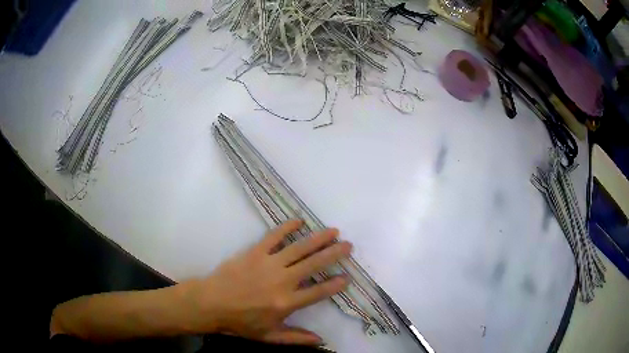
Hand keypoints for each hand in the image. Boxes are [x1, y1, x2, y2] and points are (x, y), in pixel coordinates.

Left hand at [181, 220, 351, 344]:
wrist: (212, 303)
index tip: (348, 277)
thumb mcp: (269, 336)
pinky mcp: (255, 252)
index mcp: (287, 303)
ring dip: (318, 239)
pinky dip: (287, 227)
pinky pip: (274, 237)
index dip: (335, 284)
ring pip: (299, 248)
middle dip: (334, 254)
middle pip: (314, 265)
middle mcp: (282, 281)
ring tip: (334, 231)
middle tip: (348, 246)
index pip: (318, 292)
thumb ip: (296, 338)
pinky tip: (299, 221)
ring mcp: (269, 264)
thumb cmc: (241, 322)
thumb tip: (321, 341)